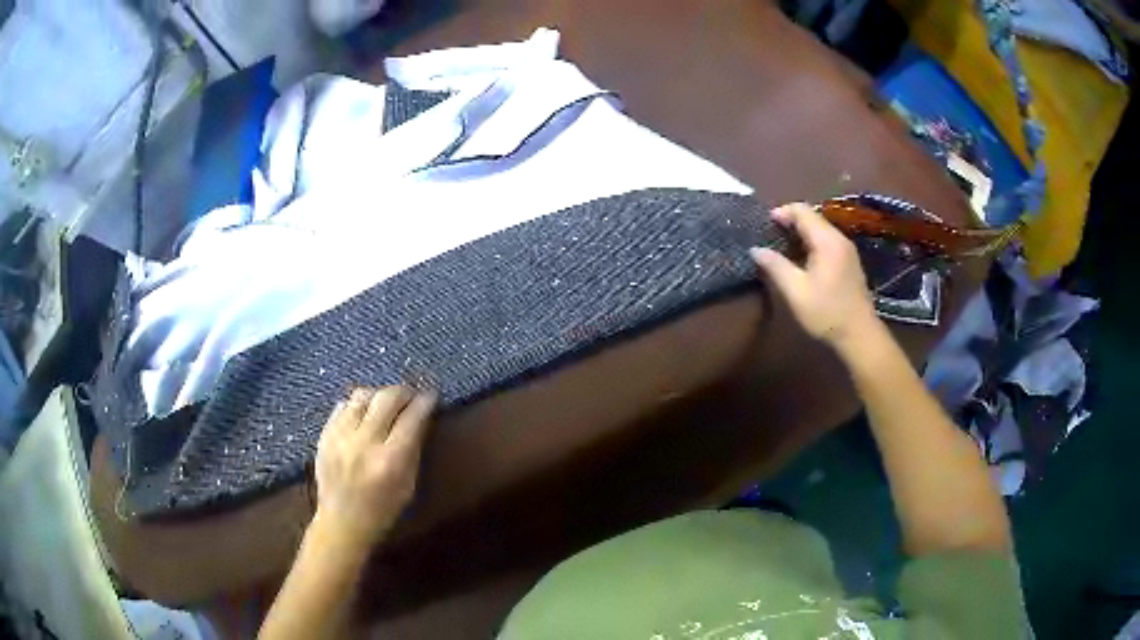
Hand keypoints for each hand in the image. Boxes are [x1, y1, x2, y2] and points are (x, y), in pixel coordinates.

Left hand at [312, 386, 436, 552]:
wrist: (341, 522)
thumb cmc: (382, 510)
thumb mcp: (408, 485)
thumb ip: (413, 449)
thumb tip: (421, 418)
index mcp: (390, 460)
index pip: (412, 417)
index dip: (425, 401)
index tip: (431, 395)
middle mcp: (364, 443)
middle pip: (387, 397)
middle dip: (404, 392)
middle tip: (411, 395)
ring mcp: (340, 436)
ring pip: (362, 395)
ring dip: (379, 395)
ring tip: (386, 403)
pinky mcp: (325, 434)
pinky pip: (342, 405)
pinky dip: (357, 405)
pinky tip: (364, 414)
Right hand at [750, 202, 877, 350]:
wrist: (860, 335)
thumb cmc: (827, 313)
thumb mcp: (796, 291)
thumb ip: (775, 266)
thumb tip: (755, 249)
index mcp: (827, 241)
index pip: (802, 210)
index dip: (781, 212)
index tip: (764, 224)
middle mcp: (839, 238)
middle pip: (812, 217)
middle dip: (790, 221)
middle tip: (770, 235)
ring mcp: (847, 250)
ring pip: (820, 229)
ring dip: (800, 233)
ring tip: (781, 247)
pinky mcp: (849, 262)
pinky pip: (827, 241)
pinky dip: (811, 242)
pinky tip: (801, 259)